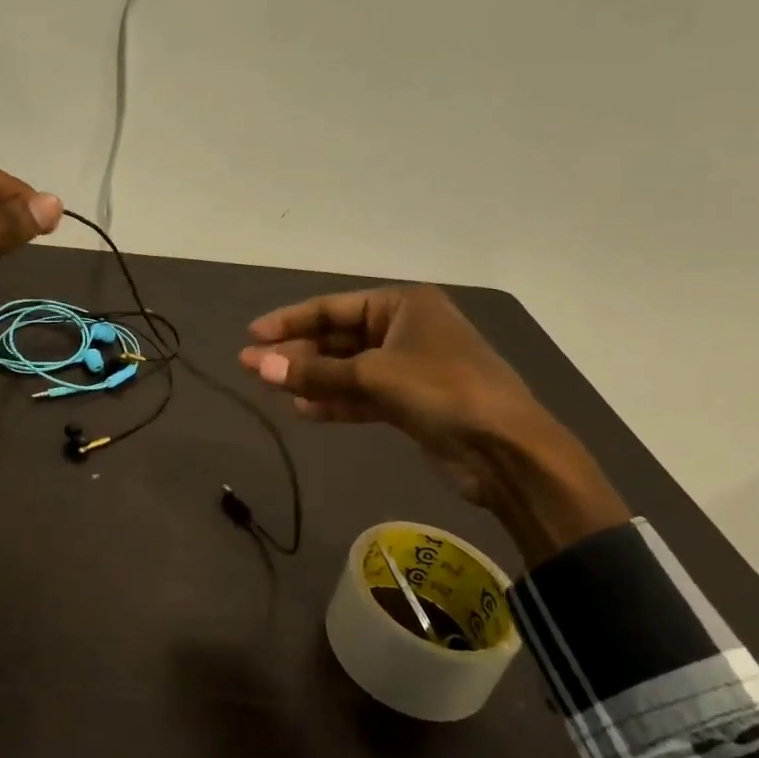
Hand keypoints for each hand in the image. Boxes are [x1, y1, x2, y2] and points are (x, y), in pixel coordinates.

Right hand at [238, 285, 627, 564]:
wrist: (507, 452)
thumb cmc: (443, 392)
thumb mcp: (374, 376)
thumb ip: (314, 372)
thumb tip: (258, 365)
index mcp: (403, 305)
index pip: (333, 308)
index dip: (290, 321)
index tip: (252, 335)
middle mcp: (405, 329)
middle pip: (338, 338)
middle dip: (296, 353)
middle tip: (251, 366)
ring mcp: (409, 368)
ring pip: (347, 369)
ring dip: (311, 379)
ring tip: (269, 387)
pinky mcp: (410, 403)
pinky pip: (361, 396)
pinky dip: (334, 402)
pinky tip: (302, 410)